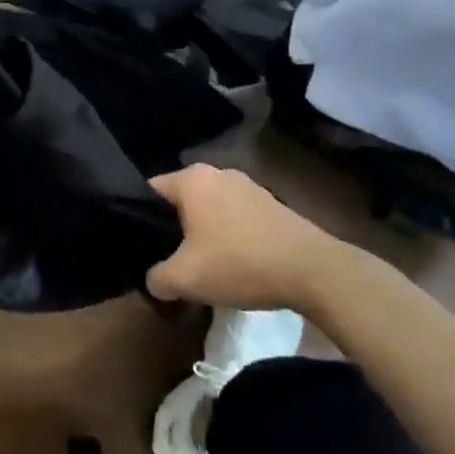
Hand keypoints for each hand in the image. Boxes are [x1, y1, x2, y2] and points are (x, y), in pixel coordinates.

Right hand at [147, 164, 365, 314]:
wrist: (314, 271)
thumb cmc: (239, 263)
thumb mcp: (184, 279)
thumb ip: (157, 278)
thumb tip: (155, 280)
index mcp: (192, 179)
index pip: (150, 191)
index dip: (140, 219)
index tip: (143, 248)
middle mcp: (219, 173)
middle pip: (182, 201)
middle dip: (174, 228)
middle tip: (171, 259)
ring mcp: (250, 186)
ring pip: (211, 209)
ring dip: (205, 234)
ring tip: (205, 266)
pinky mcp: (273, 205)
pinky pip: (237, 218)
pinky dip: (231, 237)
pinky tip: (236, 265)